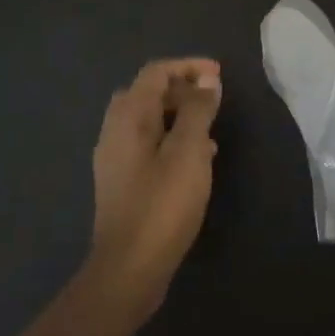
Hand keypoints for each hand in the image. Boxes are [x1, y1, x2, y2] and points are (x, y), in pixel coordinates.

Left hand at [88, 58, 222, 321]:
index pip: (155, 73)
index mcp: (128, 118)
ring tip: (212, 126)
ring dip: (179, 114)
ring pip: (147, 120)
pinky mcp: (123, 182)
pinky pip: (149, 144)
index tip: (219, 74)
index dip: (188, 66)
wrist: (129, 269)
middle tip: (213, 97)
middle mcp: (115, 132)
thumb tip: (207, 81)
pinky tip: (198, 158)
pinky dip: (173, 138)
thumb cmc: (162, 204)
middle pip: (146, 93)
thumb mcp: (189, 152)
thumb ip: (198, 111)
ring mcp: (116, 159)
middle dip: (181, 88)